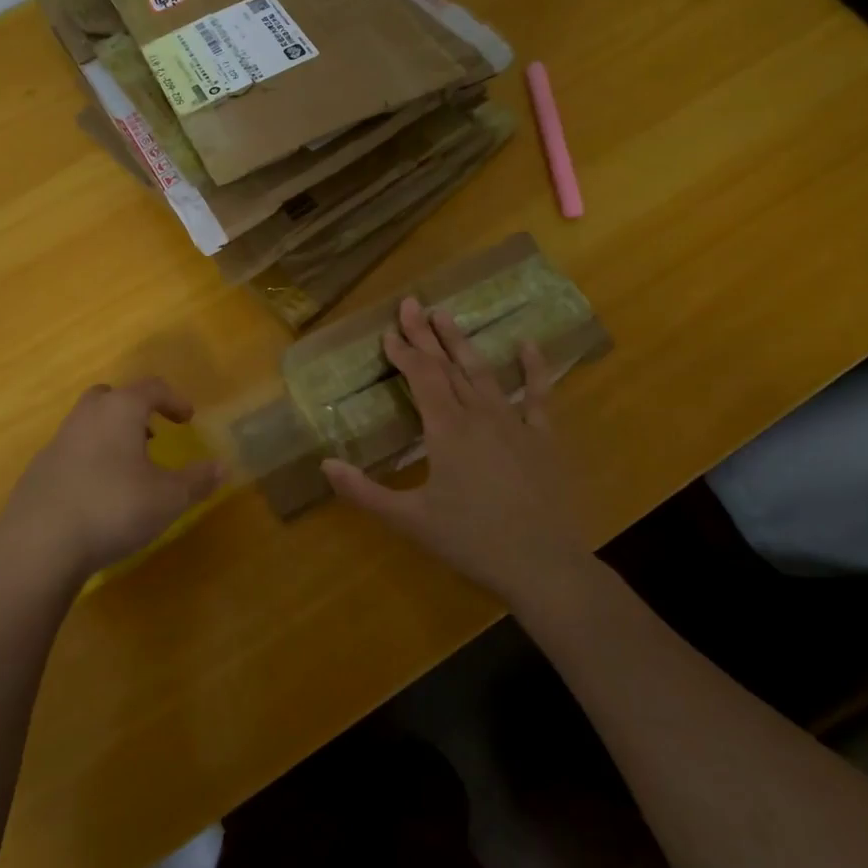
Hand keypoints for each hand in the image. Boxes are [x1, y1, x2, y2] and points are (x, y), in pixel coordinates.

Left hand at [0, 377, 224, 587]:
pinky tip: (99, 493)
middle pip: (111, 397)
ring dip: (111, 435)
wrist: (39, 544)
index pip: (151, 388)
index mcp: (119, 410)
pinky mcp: (38, 471)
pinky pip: (71, 452)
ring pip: (88, 424)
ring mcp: (57, 442)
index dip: (174, 399)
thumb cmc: (113, 508)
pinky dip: (90, 460)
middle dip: (134, 410)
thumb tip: (223, 466)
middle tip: (153, 434)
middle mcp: (85, 417)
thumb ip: (198, 479)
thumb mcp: (169, 498)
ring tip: (129, 467)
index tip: (188, 419)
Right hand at [321, 298, 585, 608]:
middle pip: (447, 366)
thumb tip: (325, 464)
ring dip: (462, 342)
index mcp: (446, 430)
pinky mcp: (542, 437)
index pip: (420, 378)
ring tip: (446, 314)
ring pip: (483, 373)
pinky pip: (538, 395)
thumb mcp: (410, 519)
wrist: (543, 565)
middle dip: (426, 334)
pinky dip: (534, 368)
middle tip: (411, 302)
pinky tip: (527, 343)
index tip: (387, 331)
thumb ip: (364, 491)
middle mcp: (478, 415)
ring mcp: (514, 422)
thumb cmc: (471, 541)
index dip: (403, 352)